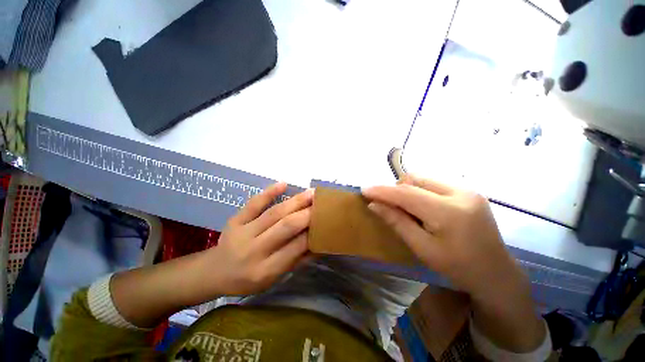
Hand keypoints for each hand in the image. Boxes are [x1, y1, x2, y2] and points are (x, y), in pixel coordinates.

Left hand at [206, 182, 313, 295]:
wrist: (214, 271)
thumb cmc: (247, 279)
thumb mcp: (273, 278)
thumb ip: (296, 261)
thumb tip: (319, 244)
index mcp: (265, 270)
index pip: (296, 247)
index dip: (312, 233)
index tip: (325, 221)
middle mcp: (254, 250)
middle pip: (286, 227)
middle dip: (307, 214)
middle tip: (322, 203)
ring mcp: (243, 232)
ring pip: (274, 213)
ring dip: (295, 201)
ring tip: (311, 193)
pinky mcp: (235, 220)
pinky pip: (253, 204)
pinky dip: (269, 192)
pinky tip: (283, 184)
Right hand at [363, 175, 546, 352]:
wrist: (496, 273)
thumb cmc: (458, 267)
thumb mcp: (422, 248)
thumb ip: (397, 222)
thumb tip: (374, 204)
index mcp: (449, 212)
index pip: (406, 193)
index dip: (382, 191)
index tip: (364, 190)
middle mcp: (460, 193)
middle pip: (415, 179)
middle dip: (396, 189)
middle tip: (390, 206)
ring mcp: (467, 189)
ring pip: (424, 178)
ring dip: (408, 189)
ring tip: (408, 208)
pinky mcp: (469, 190)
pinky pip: (434, 182)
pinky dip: (421, 190)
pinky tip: (424, 206)